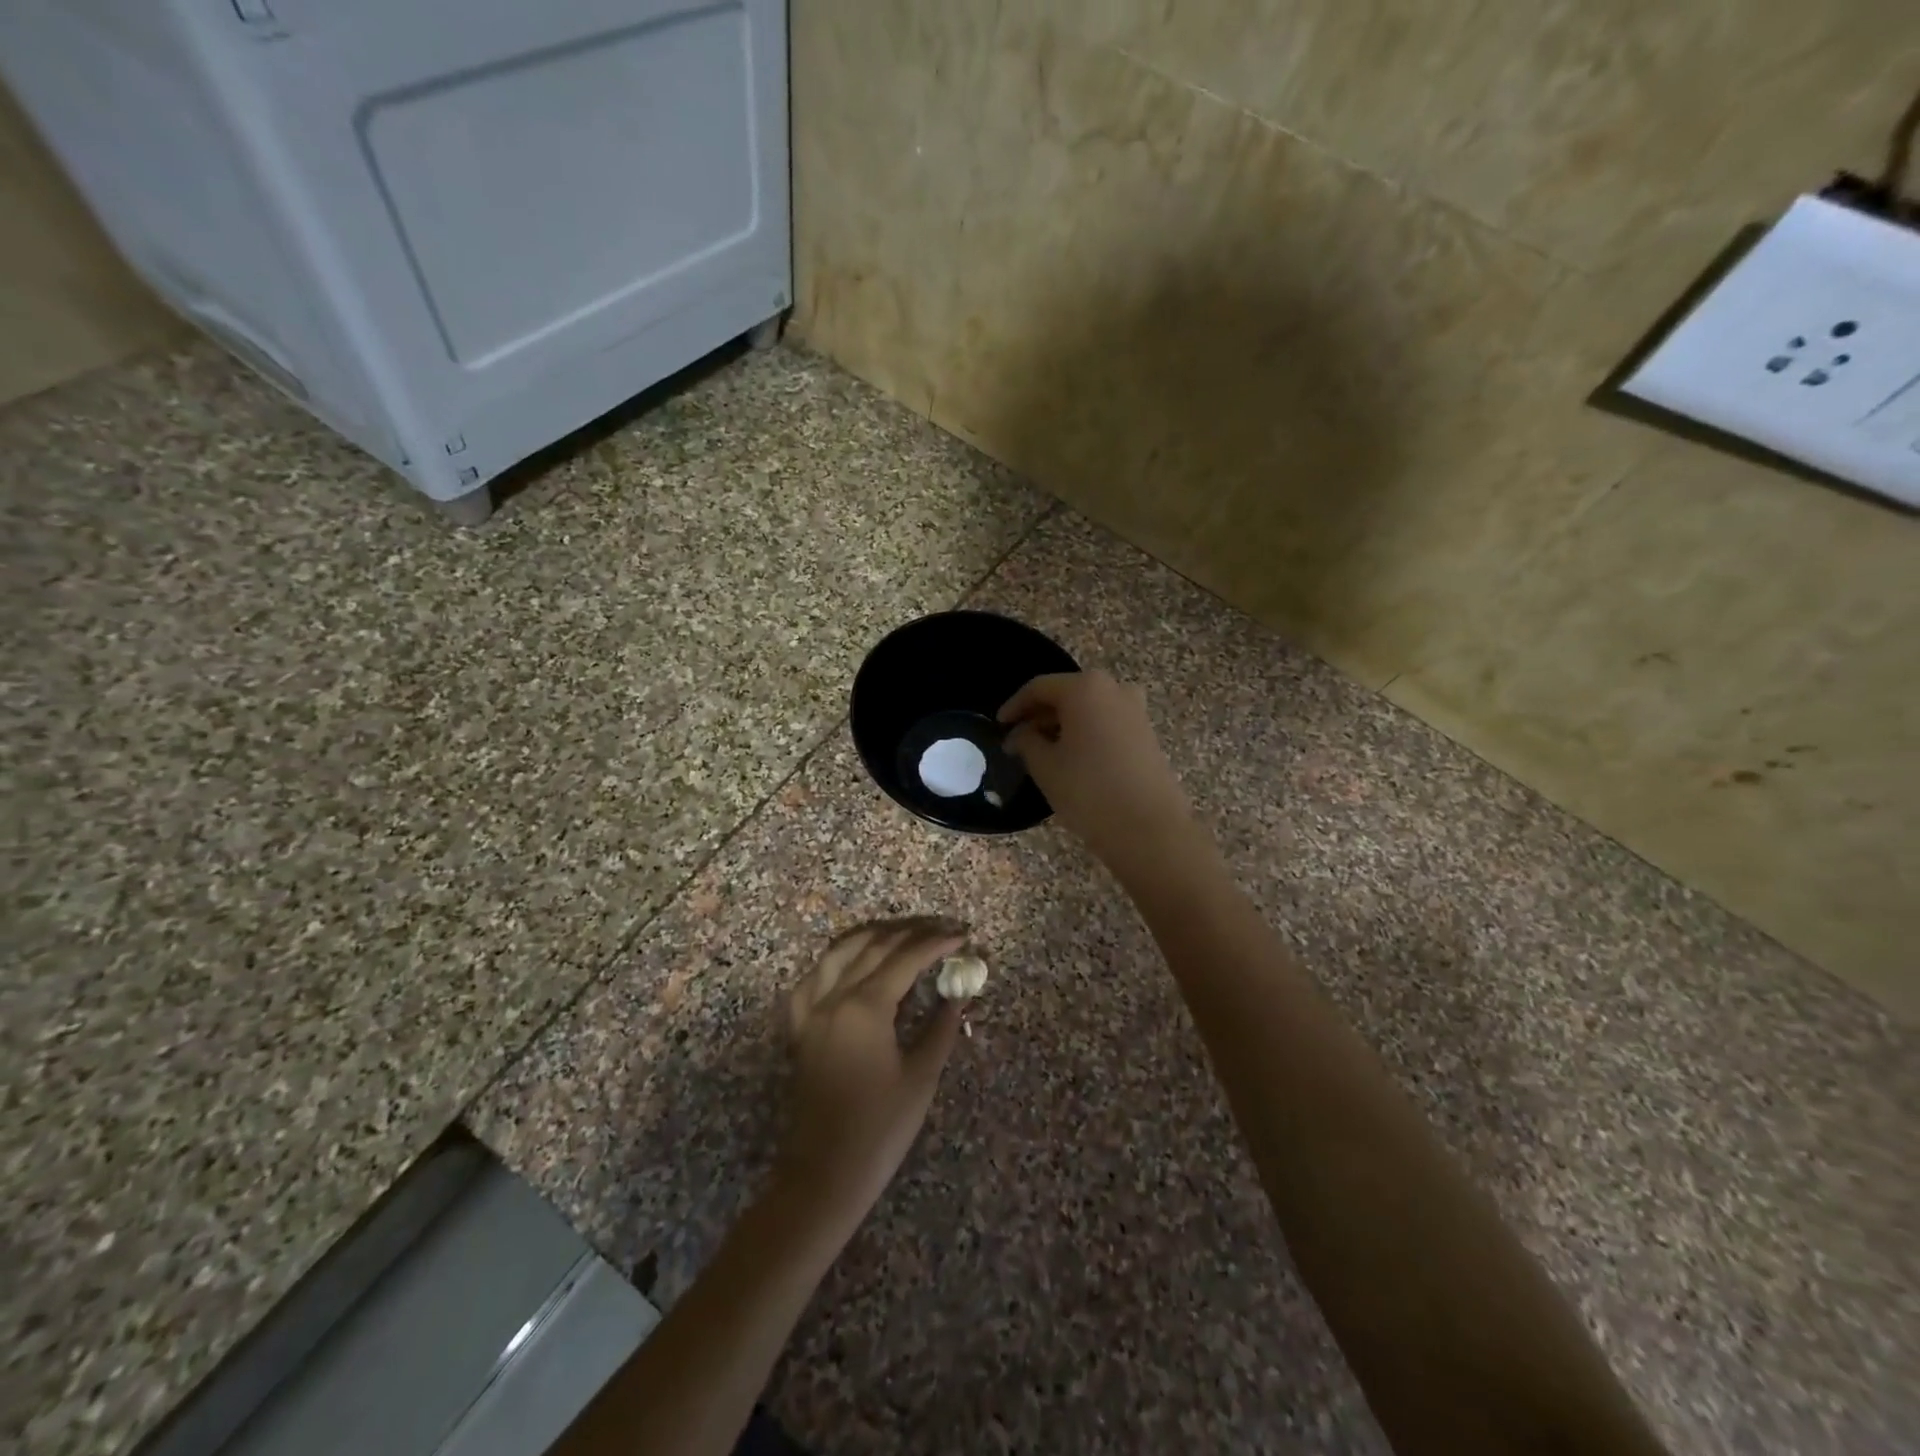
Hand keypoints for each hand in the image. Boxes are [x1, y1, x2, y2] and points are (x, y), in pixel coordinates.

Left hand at [776, 920, 965, 1231]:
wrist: (824, 1174)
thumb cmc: (879, 1129)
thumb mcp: (921, 1077)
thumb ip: (940, 1027)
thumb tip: (958, 995)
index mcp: (865, 1007)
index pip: (906, 958)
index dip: (936, 943)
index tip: (962, 935)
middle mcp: (834, 997)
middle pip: (874, 946)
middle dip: (911, 933)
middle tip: (941, 929)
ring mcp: (811, 1010)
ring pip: (840, 952)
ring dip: (873, 935)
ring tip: (901, 932)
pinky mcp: (800, 1027)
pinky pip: (814, 977)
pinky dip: (836, 960)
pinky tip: (851, 962)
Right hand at [999, 670, 1194, 866]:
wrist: (1150, 829)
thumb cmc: (1089, 791)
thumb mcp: (1045, 766)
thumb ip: (1026, 741)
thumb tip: (1020, 734)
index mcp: (1085, 688)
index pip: (1039, 688)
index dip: (1015, 706)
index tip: (999, 726)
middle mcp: (1114, 689)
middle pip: (1066, 694)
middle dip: (1039, 715)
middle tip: (1018, 740)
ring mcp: (1135, 710)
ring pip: (1088, 709)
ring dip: (1062, 725)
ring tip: (1042, 752)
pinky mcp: (1146, 733)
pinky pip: (1106, 723)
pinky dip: (1085, 733)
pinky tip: (1072, 759)